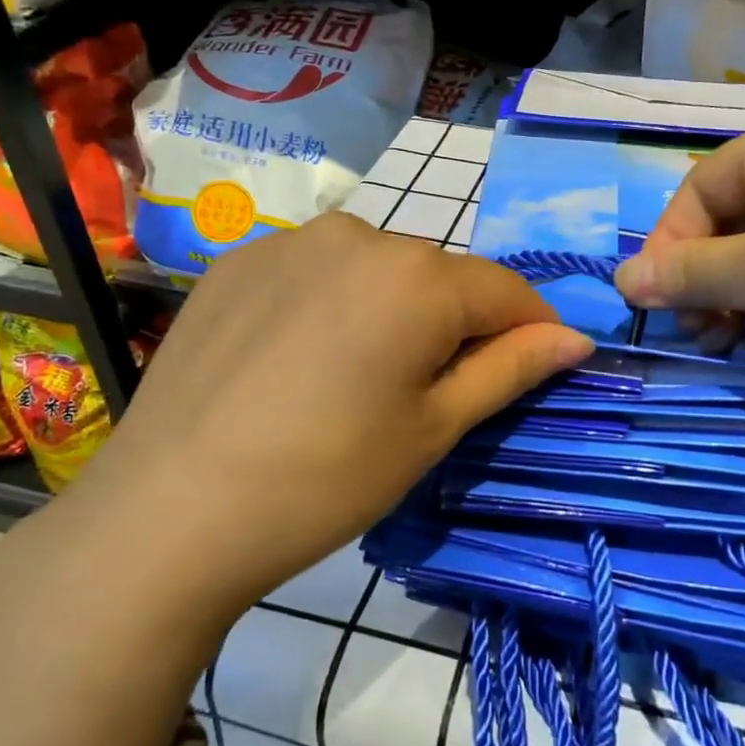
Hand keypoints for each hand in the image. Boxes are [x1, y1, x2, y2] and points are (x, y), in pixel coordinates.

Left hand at [75, 211, 593, 614]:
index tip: (534, 372)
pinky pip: (316, 272)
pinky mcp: (239, 259)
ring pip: (377, 270)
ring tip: (357, 380)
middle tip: (429, 396)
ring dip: (393, 310)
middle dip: (455, 324)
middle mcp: (359, 234)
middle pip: (439, 277)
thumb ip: (511, 369)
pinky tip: (299, 360)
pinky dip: (332, 305)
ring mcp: (290, 240)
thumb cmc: (325, 479)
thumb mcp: (433, 429)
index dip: (532, 331)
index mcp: (417, 275)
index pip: (507, 291)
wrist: (169, 512)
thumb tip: (575, 338)